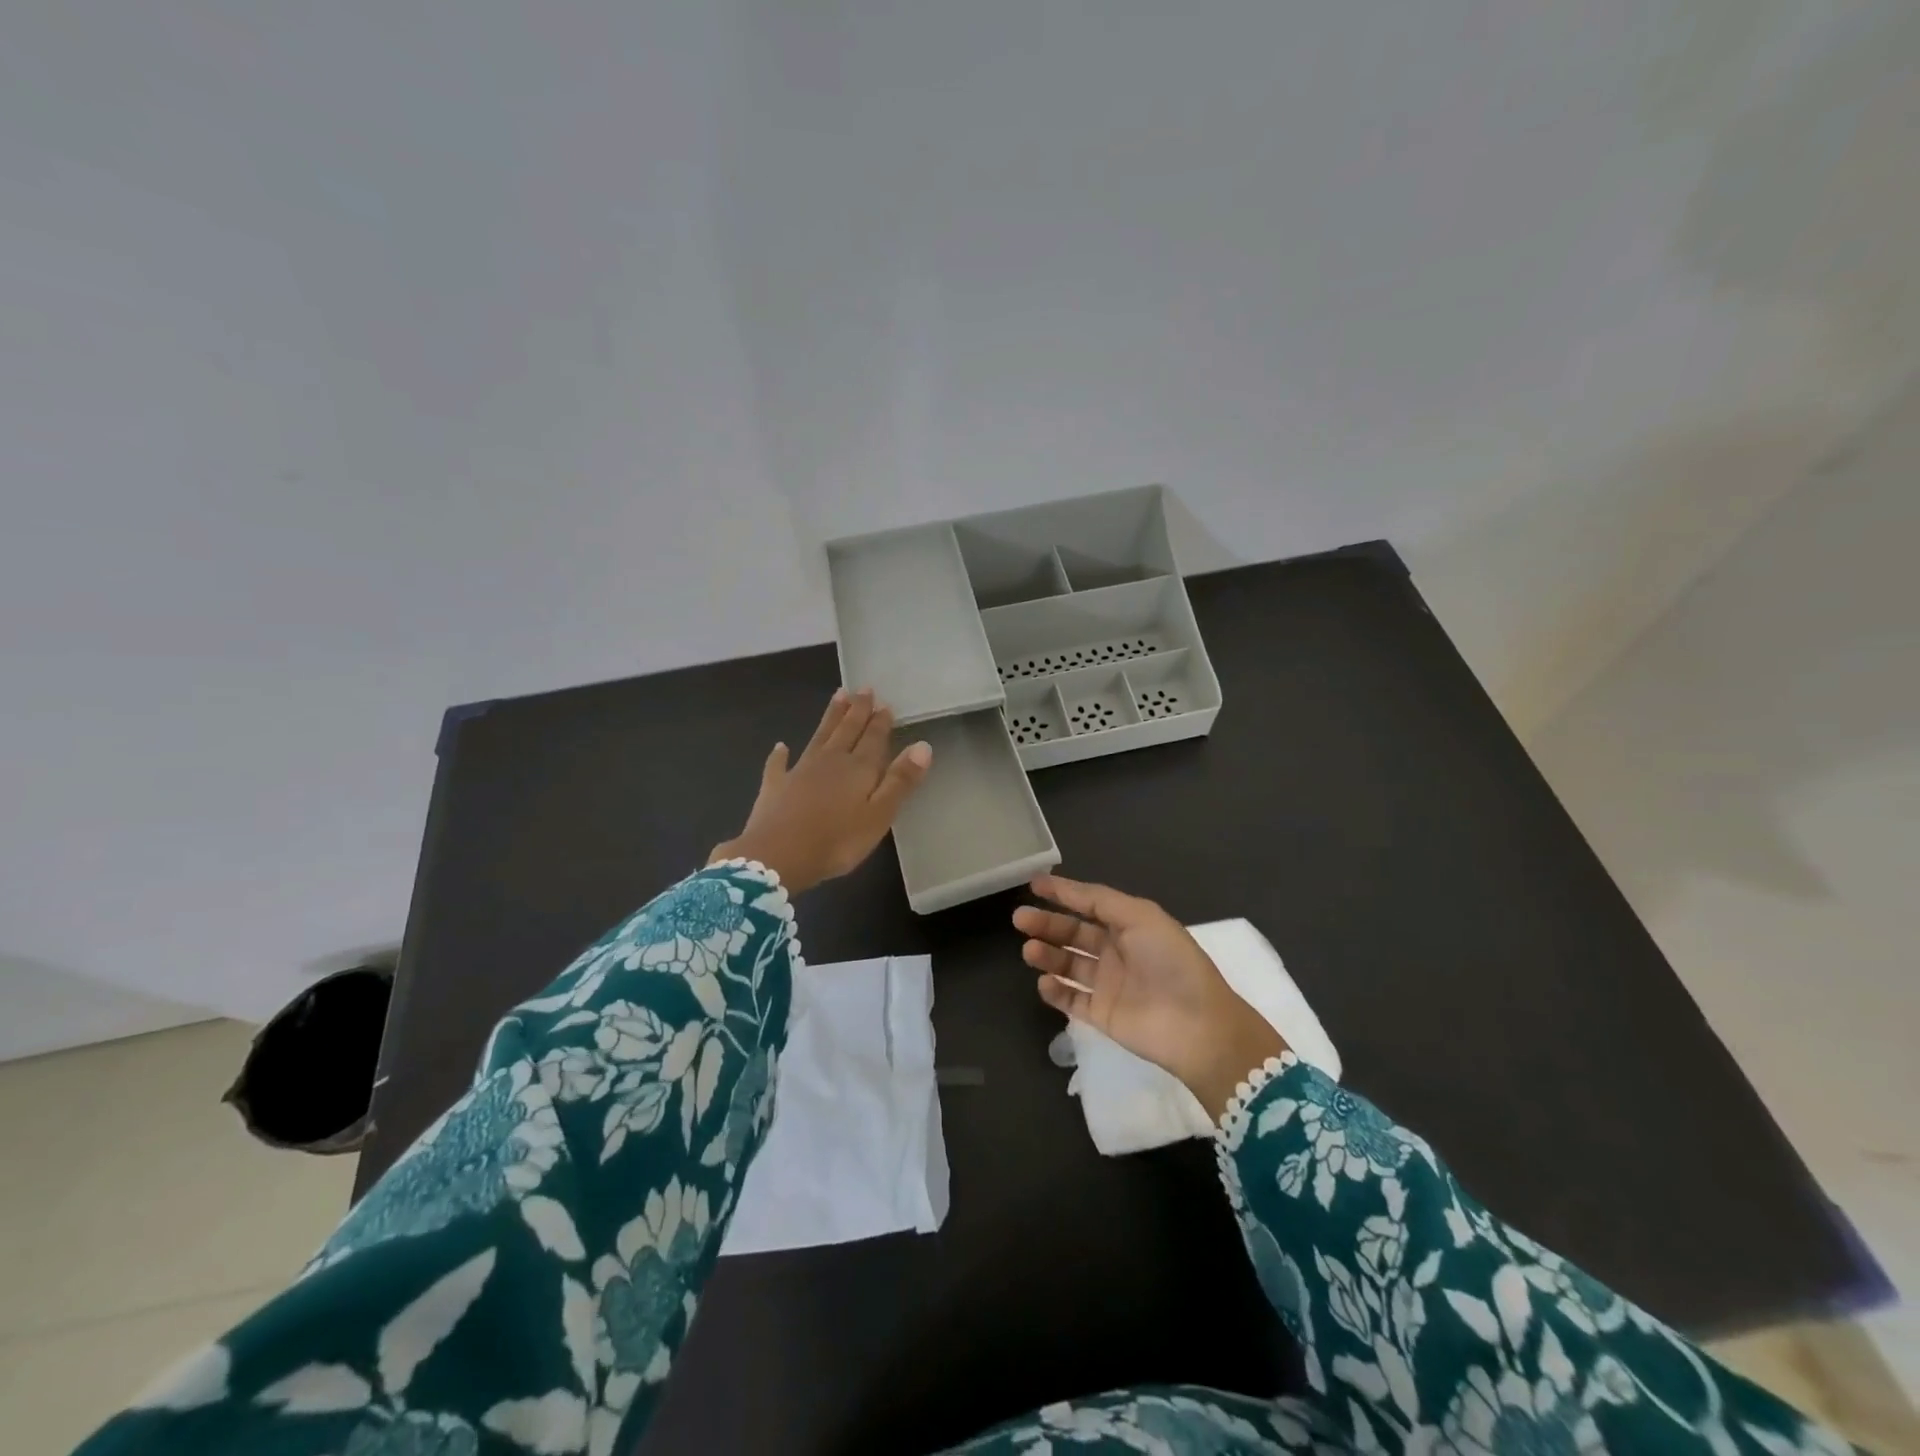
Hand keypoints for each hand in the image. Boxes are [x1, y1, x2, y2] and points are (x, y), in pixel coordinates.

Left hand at [710, 688, 931, 895]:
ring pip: (819, 737)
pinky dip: (780, 755)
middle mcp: (830, 761)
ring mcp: (800, 771)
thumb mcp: (879, 815)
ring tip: (838, 696)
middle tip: (863, 688)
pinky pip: (778, 765)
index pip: (873, 739)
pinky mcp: (775, 786)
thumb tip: (922, 745)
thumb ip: (900, 781)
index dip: (880, 721)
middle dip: (857, 710)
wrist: (777, 856)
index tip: (885, 702)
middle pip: (847, 730)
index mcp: (858, 769)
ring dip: (830, 717)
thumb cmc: (837, 841)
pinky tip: (780, 746)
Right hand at [1015, 875, 1288, 1119]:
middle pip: (1074, 933)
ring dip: (1047, 955)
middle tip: (1019, 918)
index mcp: (1130, 925)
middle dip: (1047, 924)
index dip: (1063, 893)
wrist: (1196, 1024)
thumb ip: (1101, 901)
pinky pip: (1071, 1000)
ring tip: (1029, 951)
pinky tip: (1044, 982)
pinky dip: (1055, 991)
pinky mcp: (1102, 1015)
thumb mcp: (1140, 916)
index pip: (1089, 904)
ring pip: (1068, 965)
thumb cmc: (1170, 961)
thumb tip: (1067, 888)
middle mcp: (1117, 952)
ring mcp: (1108, 985)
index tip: (1033, 884)